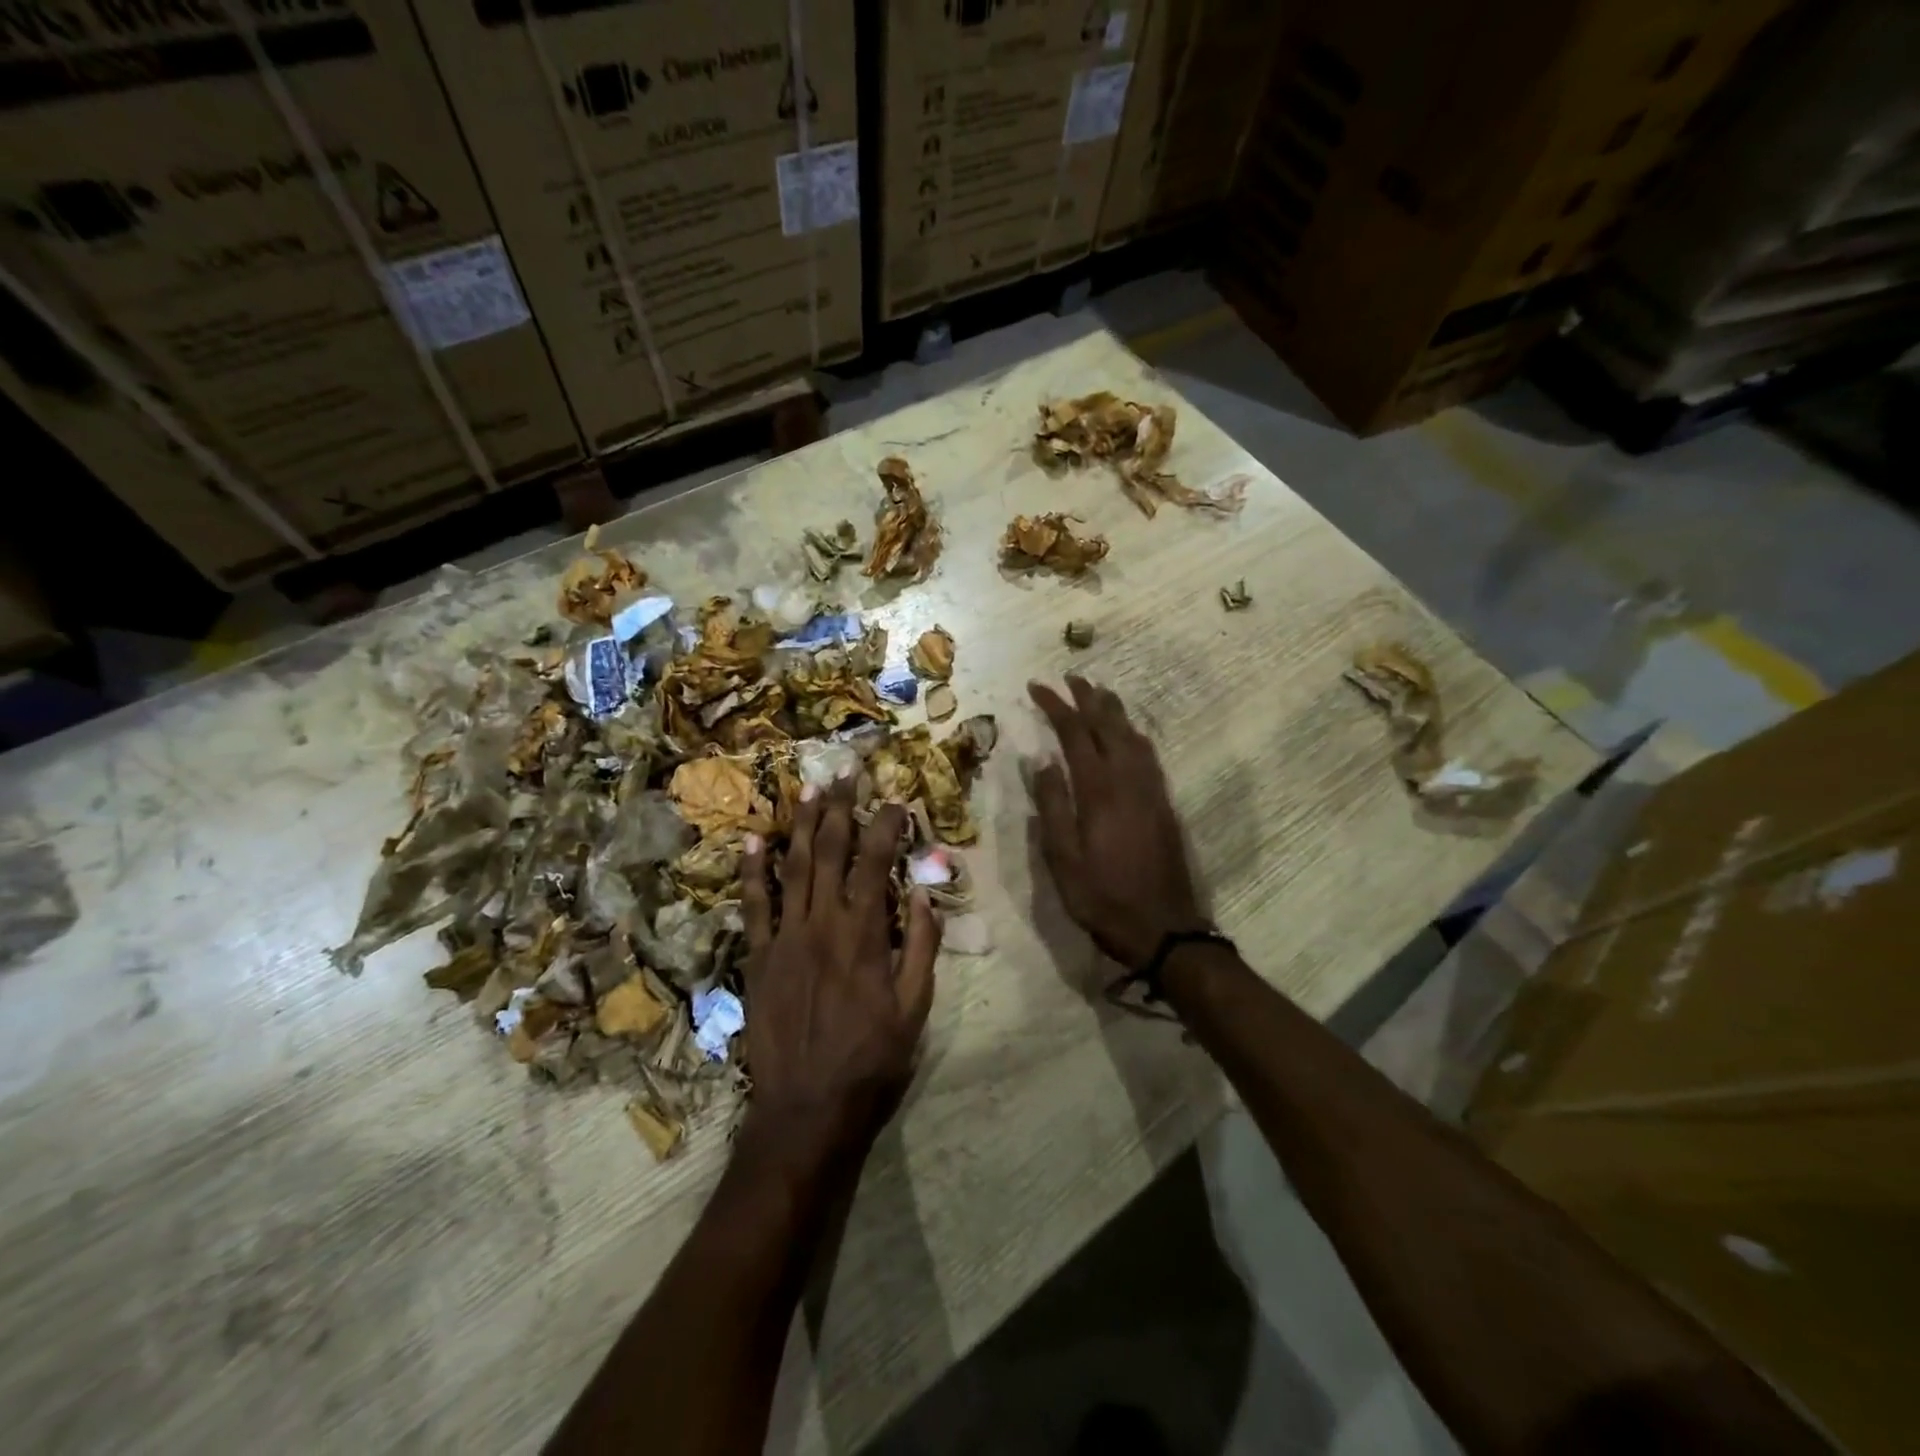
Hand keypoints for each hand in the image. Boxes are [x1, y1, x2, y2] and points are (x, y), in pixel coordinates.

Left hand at [739, 778, 938, 1170]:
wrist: (807, 1108)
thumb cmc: (871, 1059)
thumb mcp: (915, 1007)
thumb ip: (922, 945)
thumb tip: (922, 891)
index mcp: (865, 934)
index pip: (875, 862)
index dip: (886, 824)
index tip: (895, 798)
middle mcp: (822, 923)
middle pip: (830, 851)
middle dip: (840, 807)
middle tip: (845, 771)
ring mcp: (785, 937)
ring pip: (792, 867)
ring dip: (801, 824)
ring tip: (808, 788)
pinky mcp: (757, 957)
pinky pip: (753, 905)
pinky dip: (752, 870)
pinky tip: (753, 839)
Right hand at [1028, 676, 1206, 970]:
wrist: (1163, 927)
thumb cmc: (1102, 897)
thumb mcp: (1062, 859)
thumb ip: (1052, 806)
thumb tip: (1042, 761)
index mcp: (1099, 790)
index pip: (1074, 733)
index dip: (1056, 706)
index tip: (1037, 686)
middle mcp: (1128, 780)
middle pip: (1108, 725)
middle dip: (1088, 697)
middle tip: (1070, 677)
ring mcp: (1151, 790)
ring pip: (1132, 735)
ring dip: (1113, 710)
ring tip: (1098, 693)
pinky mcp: (1163, 803)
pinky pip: (1148, 754)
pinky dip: (1133, 733)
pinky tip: (1128, 735)